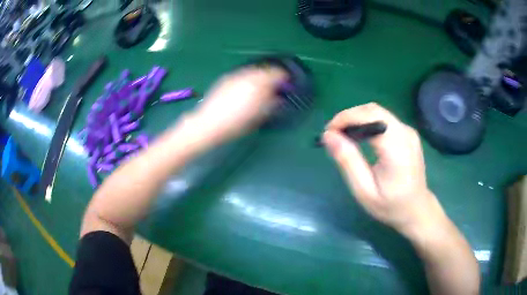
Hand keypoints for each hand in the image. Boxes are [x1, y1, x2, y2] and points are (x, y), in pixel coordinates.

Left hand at [187, 66, 287, 146]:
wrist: (209, 123)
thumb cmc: (236, 124)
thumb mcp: (258, 116)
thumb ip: (271, 104)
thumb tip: (279, 97)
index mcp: (259, 84)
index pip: (277, 73)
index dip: (284, 78)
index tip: (286, 85)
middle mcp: (248, 75)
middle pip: (265, 70)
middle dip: (271, 77)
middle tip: (273, 88)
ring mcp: (235, 75)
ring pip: (253, 71)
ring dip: (259, 77)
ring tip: (258, 89)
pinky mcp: (225, 78)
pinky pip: (242, 74)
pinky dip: (247, 79)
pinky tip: (244, 89)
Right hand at [323, 103, 445, 237]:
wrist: (416, 209)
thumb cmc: (390, 206)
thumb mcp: (364, 191)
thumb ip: (348, 161)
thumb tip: (328, 136)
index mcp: (397, 149)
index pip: (370, 117)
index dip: (345, 118)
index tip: (328, 133)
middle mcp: (405, 133)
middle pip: (373, 110)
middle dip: (349, 117)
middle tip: (333, 135)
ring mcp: (408, 131)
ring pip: (377, 112)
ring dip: (357, 119)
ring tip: (343, 136)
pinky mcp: (407, 133)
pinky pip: (384, 119)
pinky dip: (367, 122)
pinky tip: (360, 137)